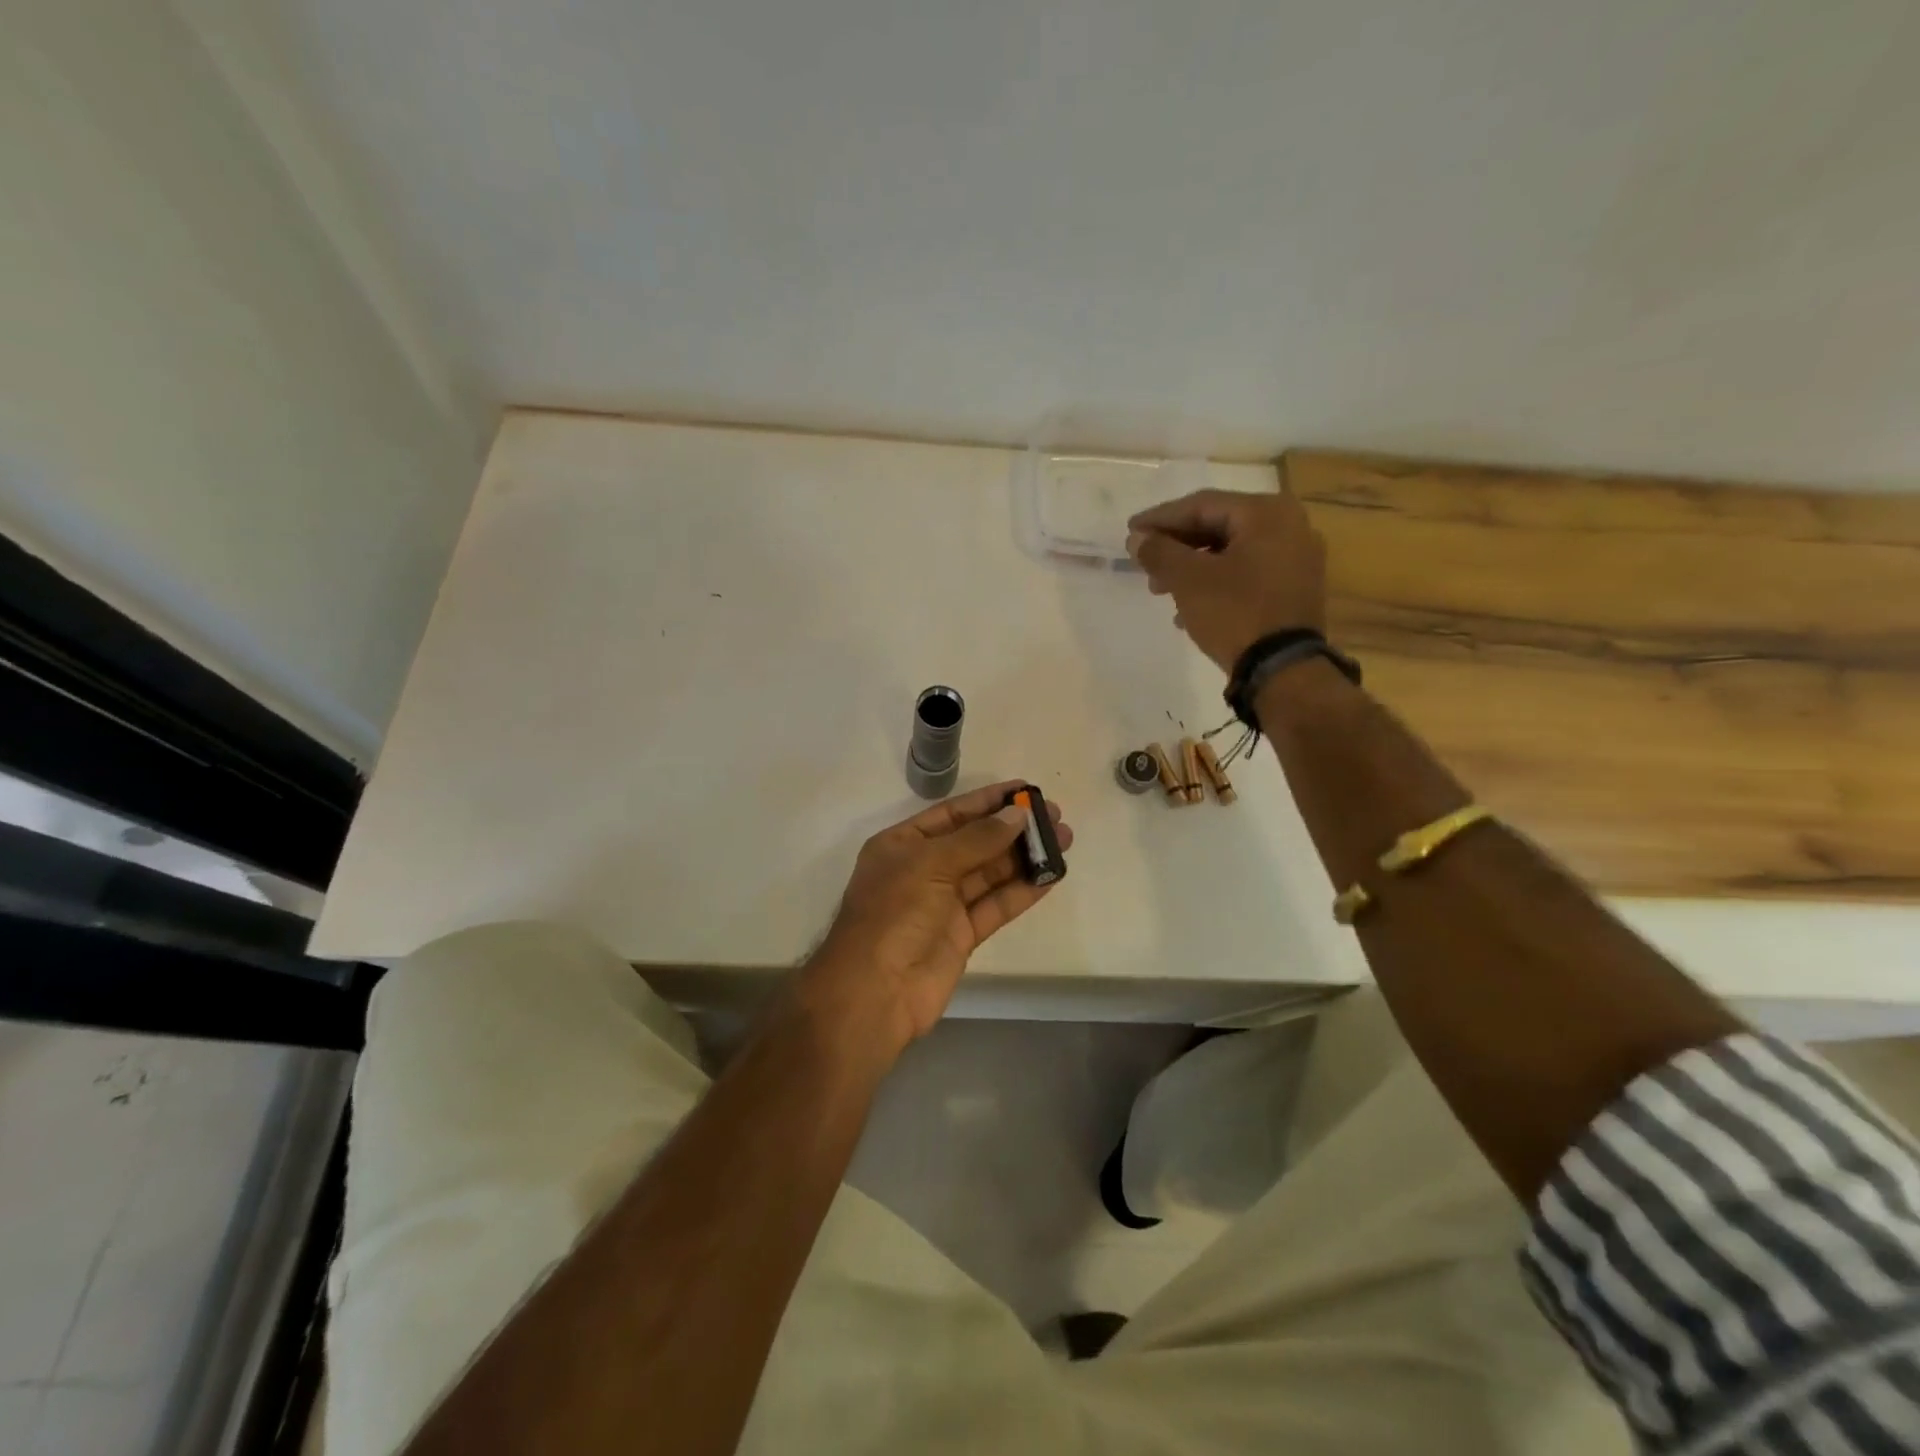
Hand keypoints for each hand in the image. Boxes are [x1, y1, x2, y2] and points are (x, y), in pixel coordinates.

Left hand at [799, 781, 1072, 1053]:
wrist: (876, 991)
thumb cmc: (894, 913)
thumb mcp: (931, 864)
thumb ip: (978, 839)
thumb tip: (1018, 814)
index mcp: (902, 845)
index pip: (952, 814)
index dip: (988, 801)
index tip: (1025, 789)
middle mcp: (922, 870)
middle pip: (975, 842)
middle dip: (1013, 828)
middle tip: (1055, 814)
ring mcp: (943, 904)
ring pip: (990, 873)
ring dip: (1025, 857)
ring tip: (1064, 839)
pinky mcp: (962, 935)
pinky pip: (996, 905)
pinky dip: (1023, 891)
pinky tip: (1051, 876)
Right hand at [1125, 482, 1326, 672]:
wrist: (1283, 669)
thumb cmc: (1235, 613)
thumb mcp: (1188, 580)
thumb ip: (1159, 552)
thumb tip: (1137, 538)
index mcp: (1266, 513)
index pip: (1201, 505)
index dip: (1160, 519)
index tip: (1130, 532)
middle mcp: (1290, 525)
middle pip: (1218, 526)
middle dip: (1176, 547)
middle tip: (1144, 565)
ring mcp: (1297, 558)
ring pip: (1231, 552)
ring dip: (1192, 568)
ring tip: (1161, 591)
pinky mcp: (1296, 588)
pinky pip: (1247, 573)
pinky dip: (1216, 582)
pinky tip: (1189, 608)